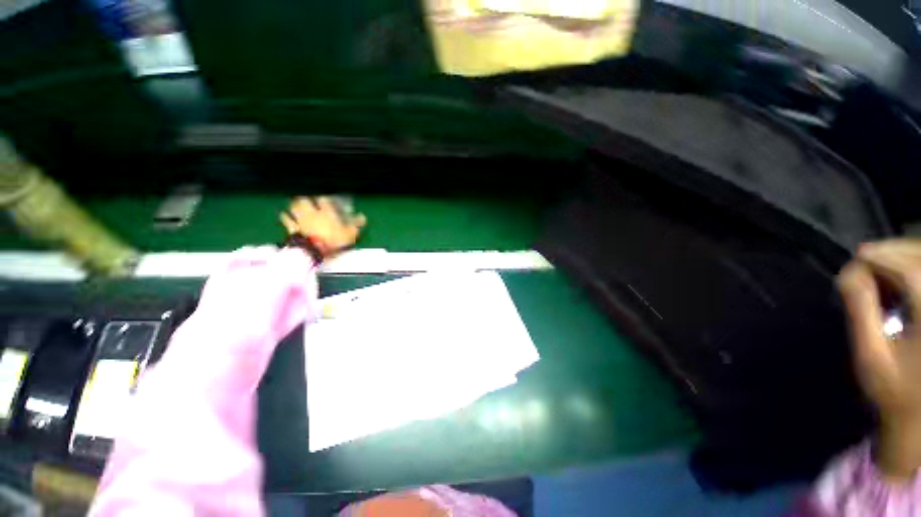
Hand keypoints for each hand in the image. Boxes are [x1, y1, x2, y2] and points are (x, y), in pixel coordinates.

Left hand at [280, 197, 366, 257]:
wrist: (314, 251)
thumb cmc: (334, 242)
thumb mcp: (350, 234)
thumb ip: (356, 225)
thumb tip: (363, 217)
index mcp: (327, 212)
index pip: (324, 199)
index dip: (325, 198)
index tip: (326, 197)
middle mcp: (312, 212)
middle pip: (306, 200)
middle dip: (306, 198)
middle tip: (308, 198)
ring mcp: (300, 219)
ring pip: (295, 206)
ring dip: (295, 204)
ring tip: (297, 203)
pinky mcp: (292, 228)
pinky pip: (286, 220)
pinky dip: (285, 216)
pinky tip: (284, 214)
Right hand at [839, 240, 920, 478]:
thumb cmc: (895, 390)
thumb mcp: (871, 354)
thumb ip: (861, 310)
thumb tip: (851, 272)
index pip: (911, 270)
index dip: (883, 256)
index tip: (857, 257)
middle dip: (896, 252)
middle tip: (867, 260)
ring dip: (907, 258)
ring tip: (883, 271)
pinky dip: (916, 270)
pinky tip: (903, 282)